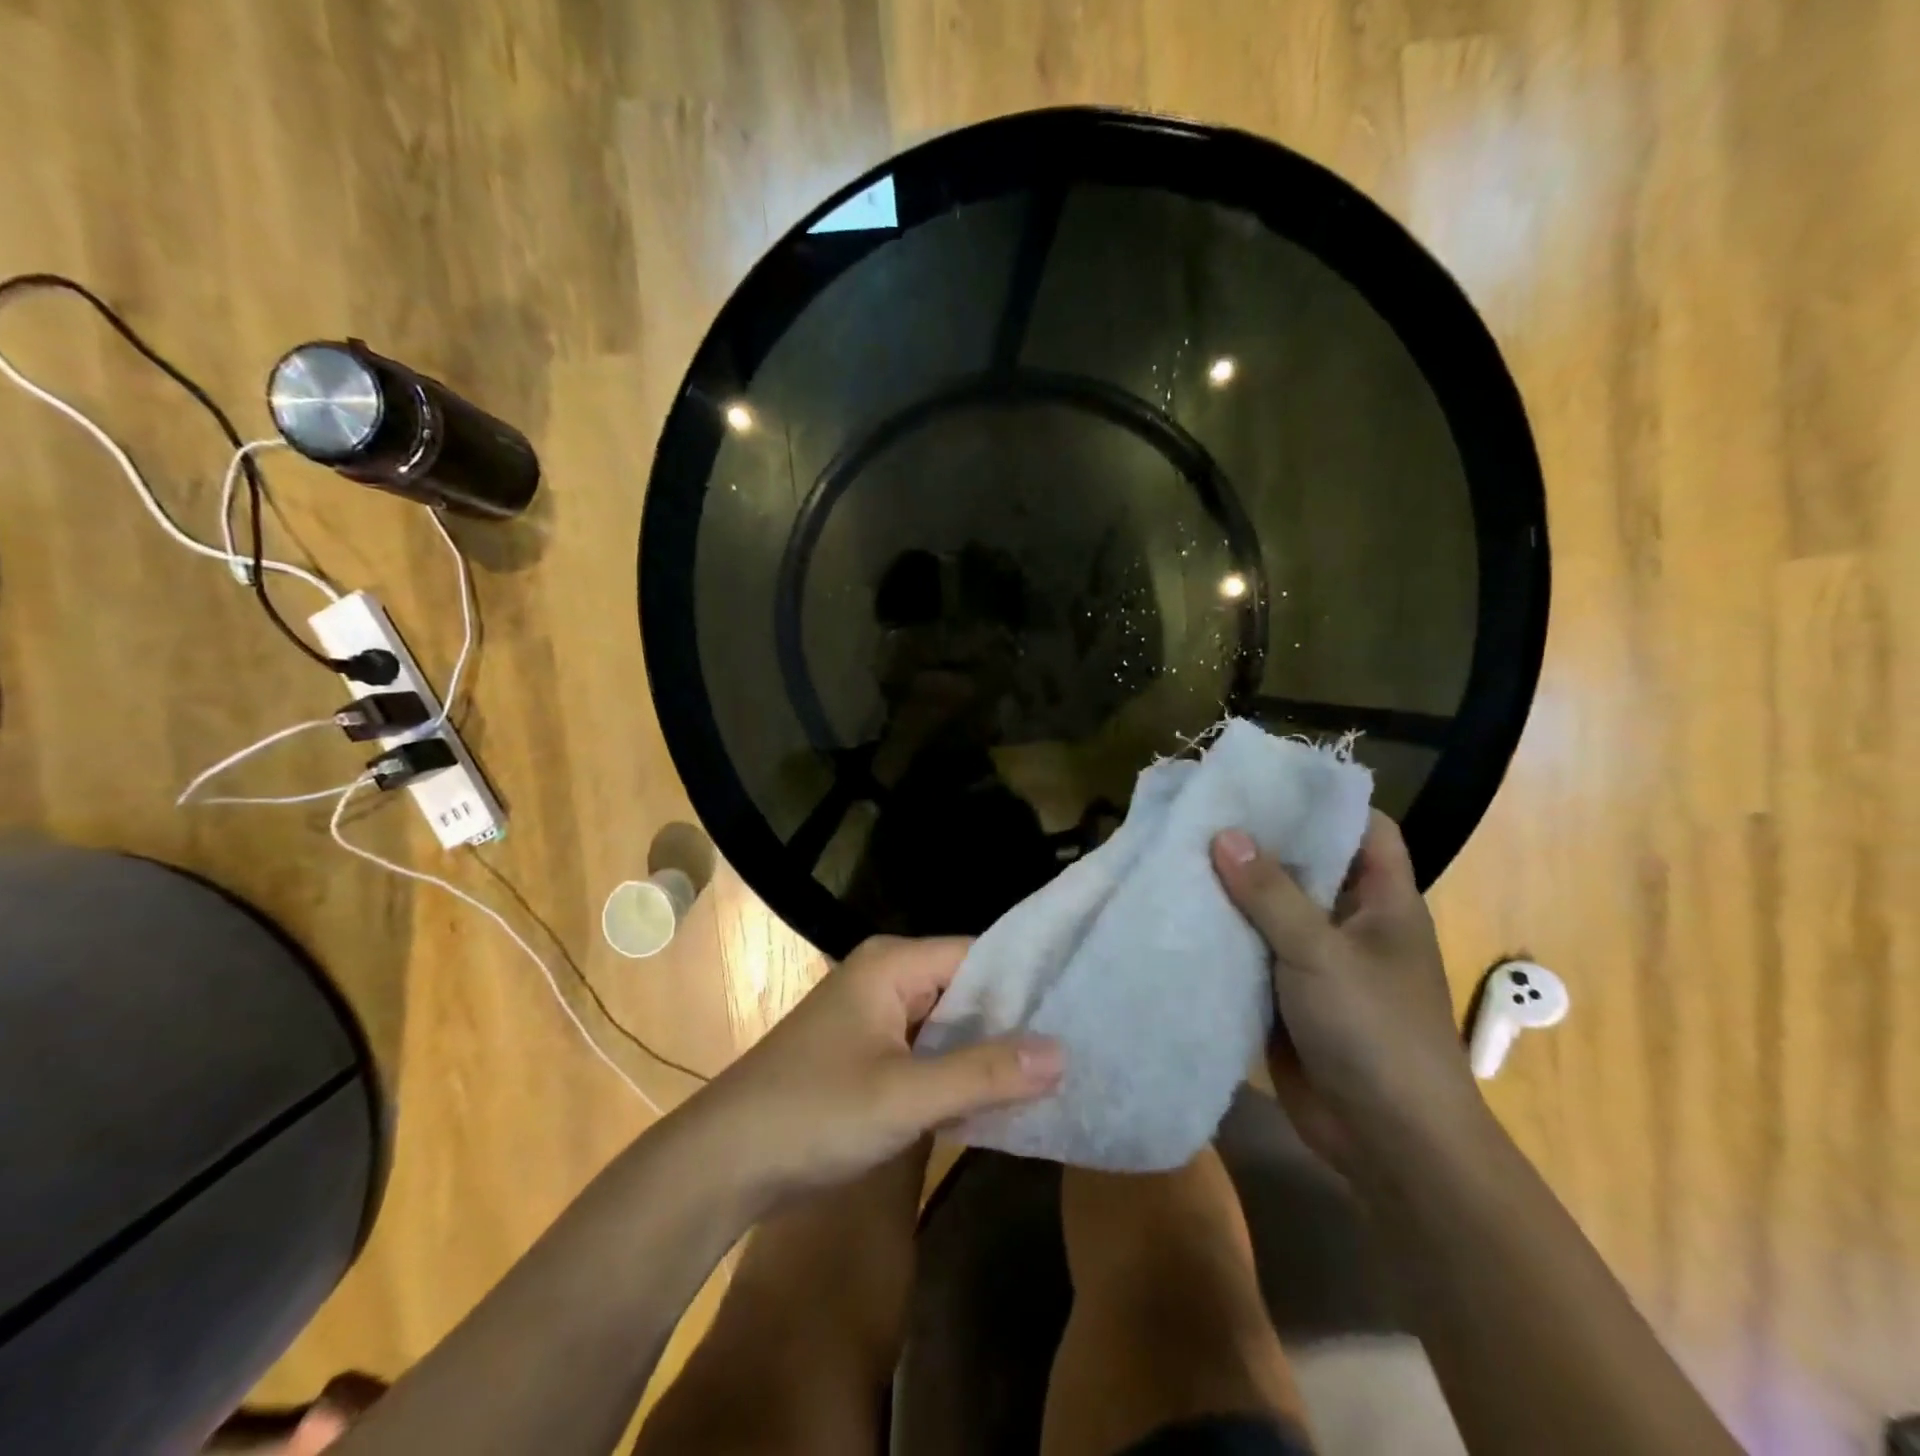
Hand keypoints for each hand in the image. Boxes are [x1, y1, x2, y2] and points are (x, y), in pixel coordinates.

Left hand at [701, 936, 1063, 1194]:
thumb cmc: (813, 1114)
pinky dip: (957, 1072)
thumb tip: (1063, 1053)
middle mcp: (886, 976)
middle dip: (1012, 1021)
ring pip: (947, 1024)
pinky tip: (998, 1099)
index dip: (1027, 983)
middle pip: (965, 988)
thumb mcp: (906, 1095)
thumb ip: (985, 1073)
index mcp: (892, 963)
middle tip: (1077, 1049)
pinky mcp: (867, 1053)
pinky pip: (927, 1051)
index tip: (1079, 1011)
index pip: (978, 956)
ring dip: (987, 1051)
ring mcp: (874, 1016)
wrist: (722, 1163)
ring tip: (1054, 1074)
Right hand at [1211, 812, 1481, 1169]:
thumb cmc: (1374, 1032)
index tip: (1266, 781)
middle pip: (1307, 866)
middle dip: (1259, 841)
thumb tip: (1223, 833)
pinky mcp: (1286, 994)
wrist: (1386, 1141)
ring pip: (1272, 909)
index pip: (1364, 829)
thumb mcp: (1321, 953)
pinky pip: (1252, 951)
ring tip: (1177, 851)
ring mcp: (1317, 961)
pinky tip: (1179, 912)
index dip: (1323, 801)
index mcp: (1383, 901)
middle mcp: (1350, 923)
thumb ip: (1271, 894)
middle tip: (1200, 810)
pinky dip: (1222, 934)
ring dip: (1233, 889)